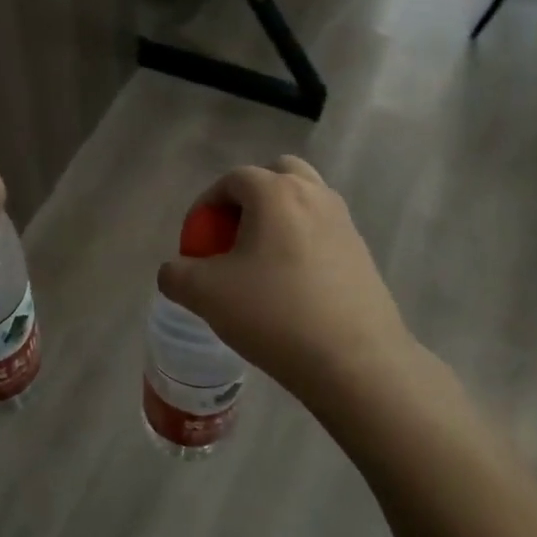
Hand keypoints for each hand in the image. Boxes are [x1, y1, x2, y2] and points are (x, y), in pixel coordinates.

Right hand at [157, 156, 420, 411]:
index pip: (232, 179)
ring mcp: (344, 222)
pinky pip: (322, 231)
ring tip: (261, 261)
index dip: (206, 205)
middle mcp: (314, 195)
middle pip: (277, 175)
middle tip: (233, 235)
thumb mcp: (205, 294)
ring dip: (278, 218)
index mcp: (275, 193)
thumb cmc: (273, 314)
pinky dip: (302, 242)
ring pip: (304, 201)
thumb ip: (176, 274)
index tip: (196, 240)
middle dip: (249, 198)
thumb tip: (175, 271)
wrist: (354, 360)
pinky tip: (291, 286)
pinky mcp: (362, 252)